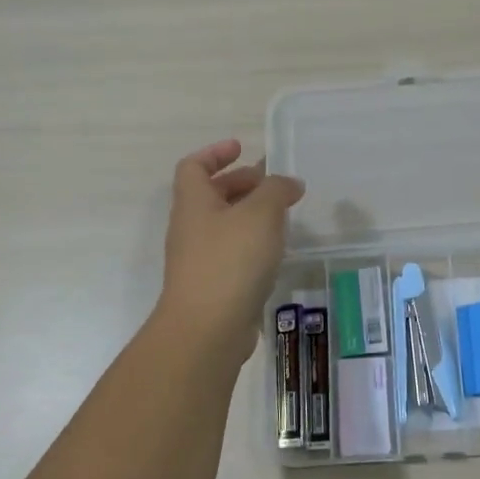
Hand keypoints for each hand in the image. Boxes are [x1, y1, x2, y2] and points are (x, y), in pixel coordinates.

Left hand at [158, 139, 305, 356]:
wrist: (207, 330)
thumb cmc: (231, 261)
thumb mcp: (261, 214)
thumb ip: (277, 190)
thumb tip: (289, 183)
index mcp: (194, 203)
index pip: (193, 166)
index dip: (215, 153)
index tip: (242, 148)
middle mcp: (191, 228)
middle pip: (211, 195)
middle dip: (241, 184)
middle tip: (273, 184)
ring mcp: (199, 260)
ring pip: (224, 226)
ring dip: (250, 216)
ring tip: (283, 217)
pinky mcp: (213, 286)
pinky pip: (232, 254)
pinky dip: (252, 245)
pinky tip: (276, 254)